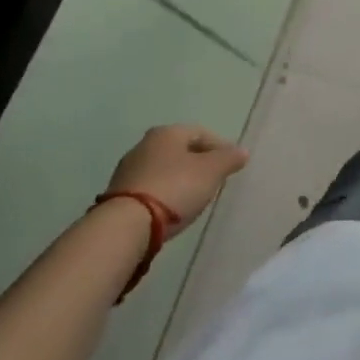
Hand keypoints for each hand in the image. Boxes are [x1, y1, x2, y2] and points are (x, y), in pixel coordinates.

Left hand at [106, 124, 248, 236]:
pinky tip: (168, 212)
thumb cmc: (174, 188)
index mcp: (167, 132)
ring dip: (177, 181)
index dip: (219, 148)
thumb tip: (242, 151)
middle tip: (211, 182)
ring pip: (162, 170)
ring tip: (191, 200)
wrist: (125, 227)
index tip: (230, 166)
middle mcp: (145, 145)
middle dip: (197, 164)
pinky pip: (148, 190)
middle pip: (179, 151)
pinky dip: (161, 196)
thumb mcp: (211, 172)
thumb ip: (229, 159)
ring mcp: (127, 171)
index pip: (201, 133)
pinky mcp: (116, 196)